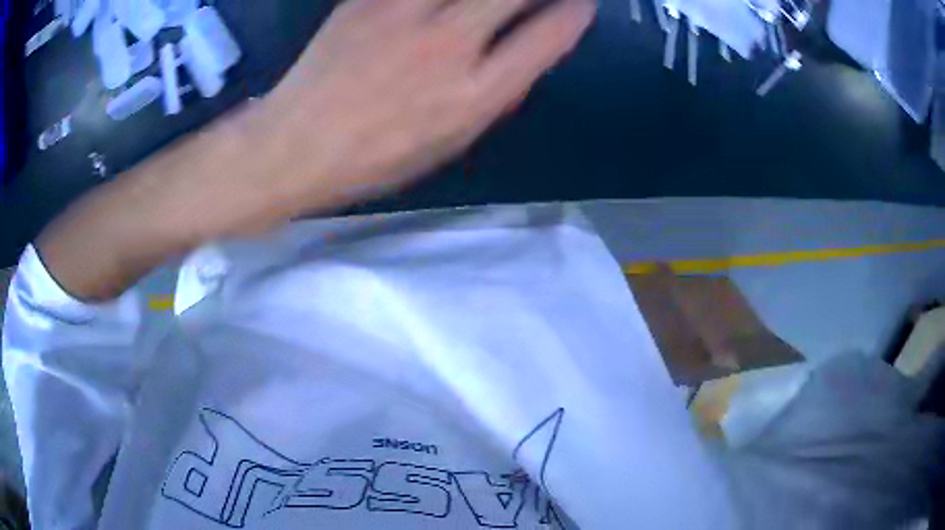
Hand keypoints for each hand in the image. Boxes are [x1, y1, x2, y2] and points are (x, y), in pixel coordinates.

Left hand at [266, 0, 595, 210]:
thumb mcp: (448, 142)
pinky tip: (438, 8)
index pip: (546, 38)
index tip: (581, 4)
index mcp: (473, 95)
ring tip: (489, 4)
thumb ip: (491, 92)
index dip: (573, 14)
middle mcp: (448, 46)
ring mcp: (404, 14)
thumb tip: (521, 53)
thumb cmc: (375, 158)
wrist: (295, 145)